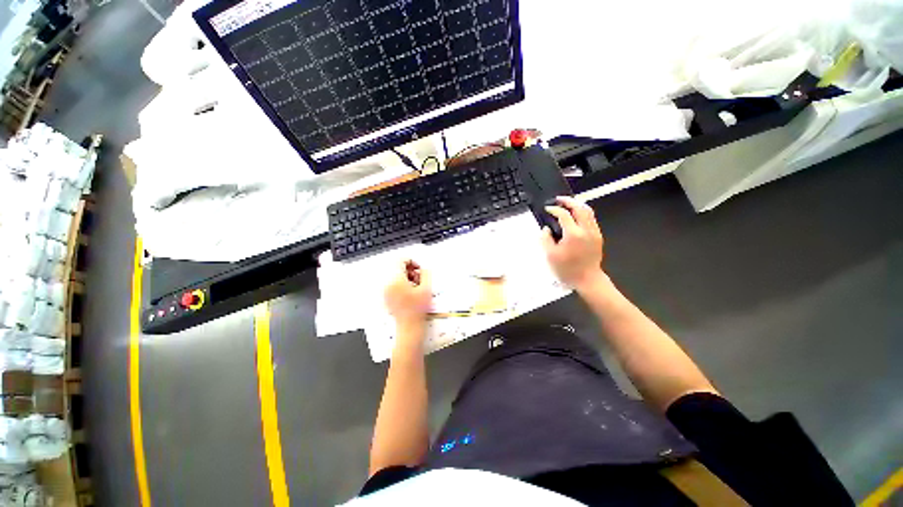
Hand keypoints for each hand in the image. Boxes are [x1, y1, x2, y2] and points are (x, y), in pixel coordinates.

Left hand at [384, 260, 432, 327]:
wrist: (409, 326)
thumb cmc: (417, 310)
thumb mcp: (426, 288)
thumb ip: (426, 273)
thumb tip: (424, 268)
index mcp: (396, 279)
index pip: (401, 260)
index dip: (412, 262)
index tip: (418, 269)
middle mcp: (388, 283)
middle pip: (397, 267)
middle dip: (410, 270)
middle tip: (419, 278)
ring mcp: (386, 290)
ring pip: (395, 275)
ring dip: (406, 277)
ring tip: (415, 286)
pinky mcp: (387, 297)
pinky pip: (393, 284)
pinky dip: (401, 284)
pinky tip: (410, 292)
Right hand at [541, 196, 604, 290]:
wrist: (587, 279)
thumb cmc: (567, 269)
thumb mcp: (550, 255)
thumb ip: (545, 239)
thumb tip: (546, 229)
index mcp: (573, 234)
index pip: (564, 214)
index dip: (554, 209)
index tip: (548, 209)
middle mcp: (586, 230)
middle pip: (580, 207)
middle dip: (568, 201)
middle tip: (559, 199)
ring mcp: (594, 232)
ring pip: (588, 211)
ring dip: (577, 205)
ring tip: (568, 204)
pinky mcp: (598, 236)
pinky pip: (591, 219)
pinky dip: (583, 213)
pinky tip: (576, 216)